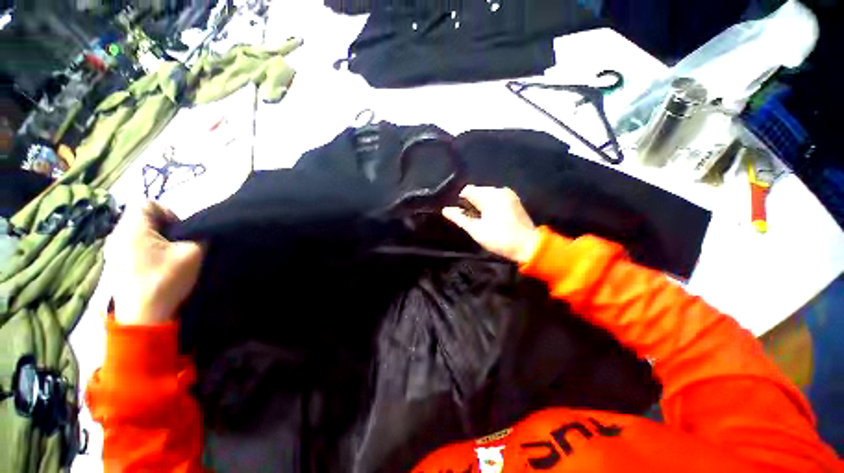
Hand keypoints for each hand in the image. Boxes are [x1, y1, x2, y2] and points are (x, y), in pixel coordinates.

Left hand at [104, 202, 203, 324]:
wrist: (143, 318)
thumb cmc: (165, 280)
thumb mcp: (193, 253)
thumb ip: (200, 236)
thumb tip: (200, 231)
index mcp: (131, 228)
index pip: (147, 203)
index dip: (168, 212)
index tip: (181, 232)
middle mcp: (116, 235)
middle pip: (142, 219)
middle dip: (164, 229)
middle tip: (178, 246)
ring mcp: (112, 253)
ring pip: (138, 235)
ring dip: (156, 242)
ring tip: (169, 258)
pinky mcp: (114, 267)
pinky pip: (133, 249)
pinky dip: (147, 253)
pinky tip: (157, 268)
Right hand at [442, 185, 541, 263]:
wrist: (528, 246)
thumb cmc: (499, 238)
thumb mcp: (476, 230)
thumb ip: (459, 218)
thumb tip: (445, 210)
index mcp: (490, 195)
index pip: (467, 190)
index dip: (461, 202)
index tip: (462, 215)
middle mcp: (499, 190)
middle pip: (477, 192)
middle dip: (471, 204)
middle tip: (472, 221)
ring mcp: (509, 195)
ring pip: (487, 196)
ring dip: (481, 205)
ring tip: (481, 221)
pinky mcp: (515, 201)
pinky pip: (496, 199)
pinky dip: (490, 206)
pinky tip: (491, 218)